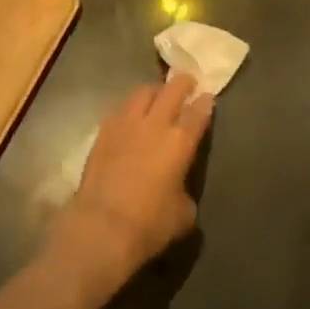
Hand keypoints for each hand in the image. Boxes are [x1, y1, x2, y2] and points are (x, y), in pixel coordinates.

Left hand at [48, 72, 212, 285]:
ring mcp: (126, 125)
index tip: (208, 96)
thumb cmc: (150, 224)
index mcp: (180, 141)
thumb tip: (178, 188)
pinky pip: (120, 109)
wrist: (102, 227)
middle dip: (183, 83)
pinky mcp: (102, 133)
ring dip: (154, 90)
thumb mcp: (183, 213)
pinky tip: (131, 116)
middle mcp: (155, 125)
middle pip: (172, 90)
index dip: (205, 102)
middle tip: (188, 81)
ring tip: (158, 94)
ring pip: (142, 92)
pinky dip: (130, 107)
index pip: (198, 112)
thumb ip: (184, 191)